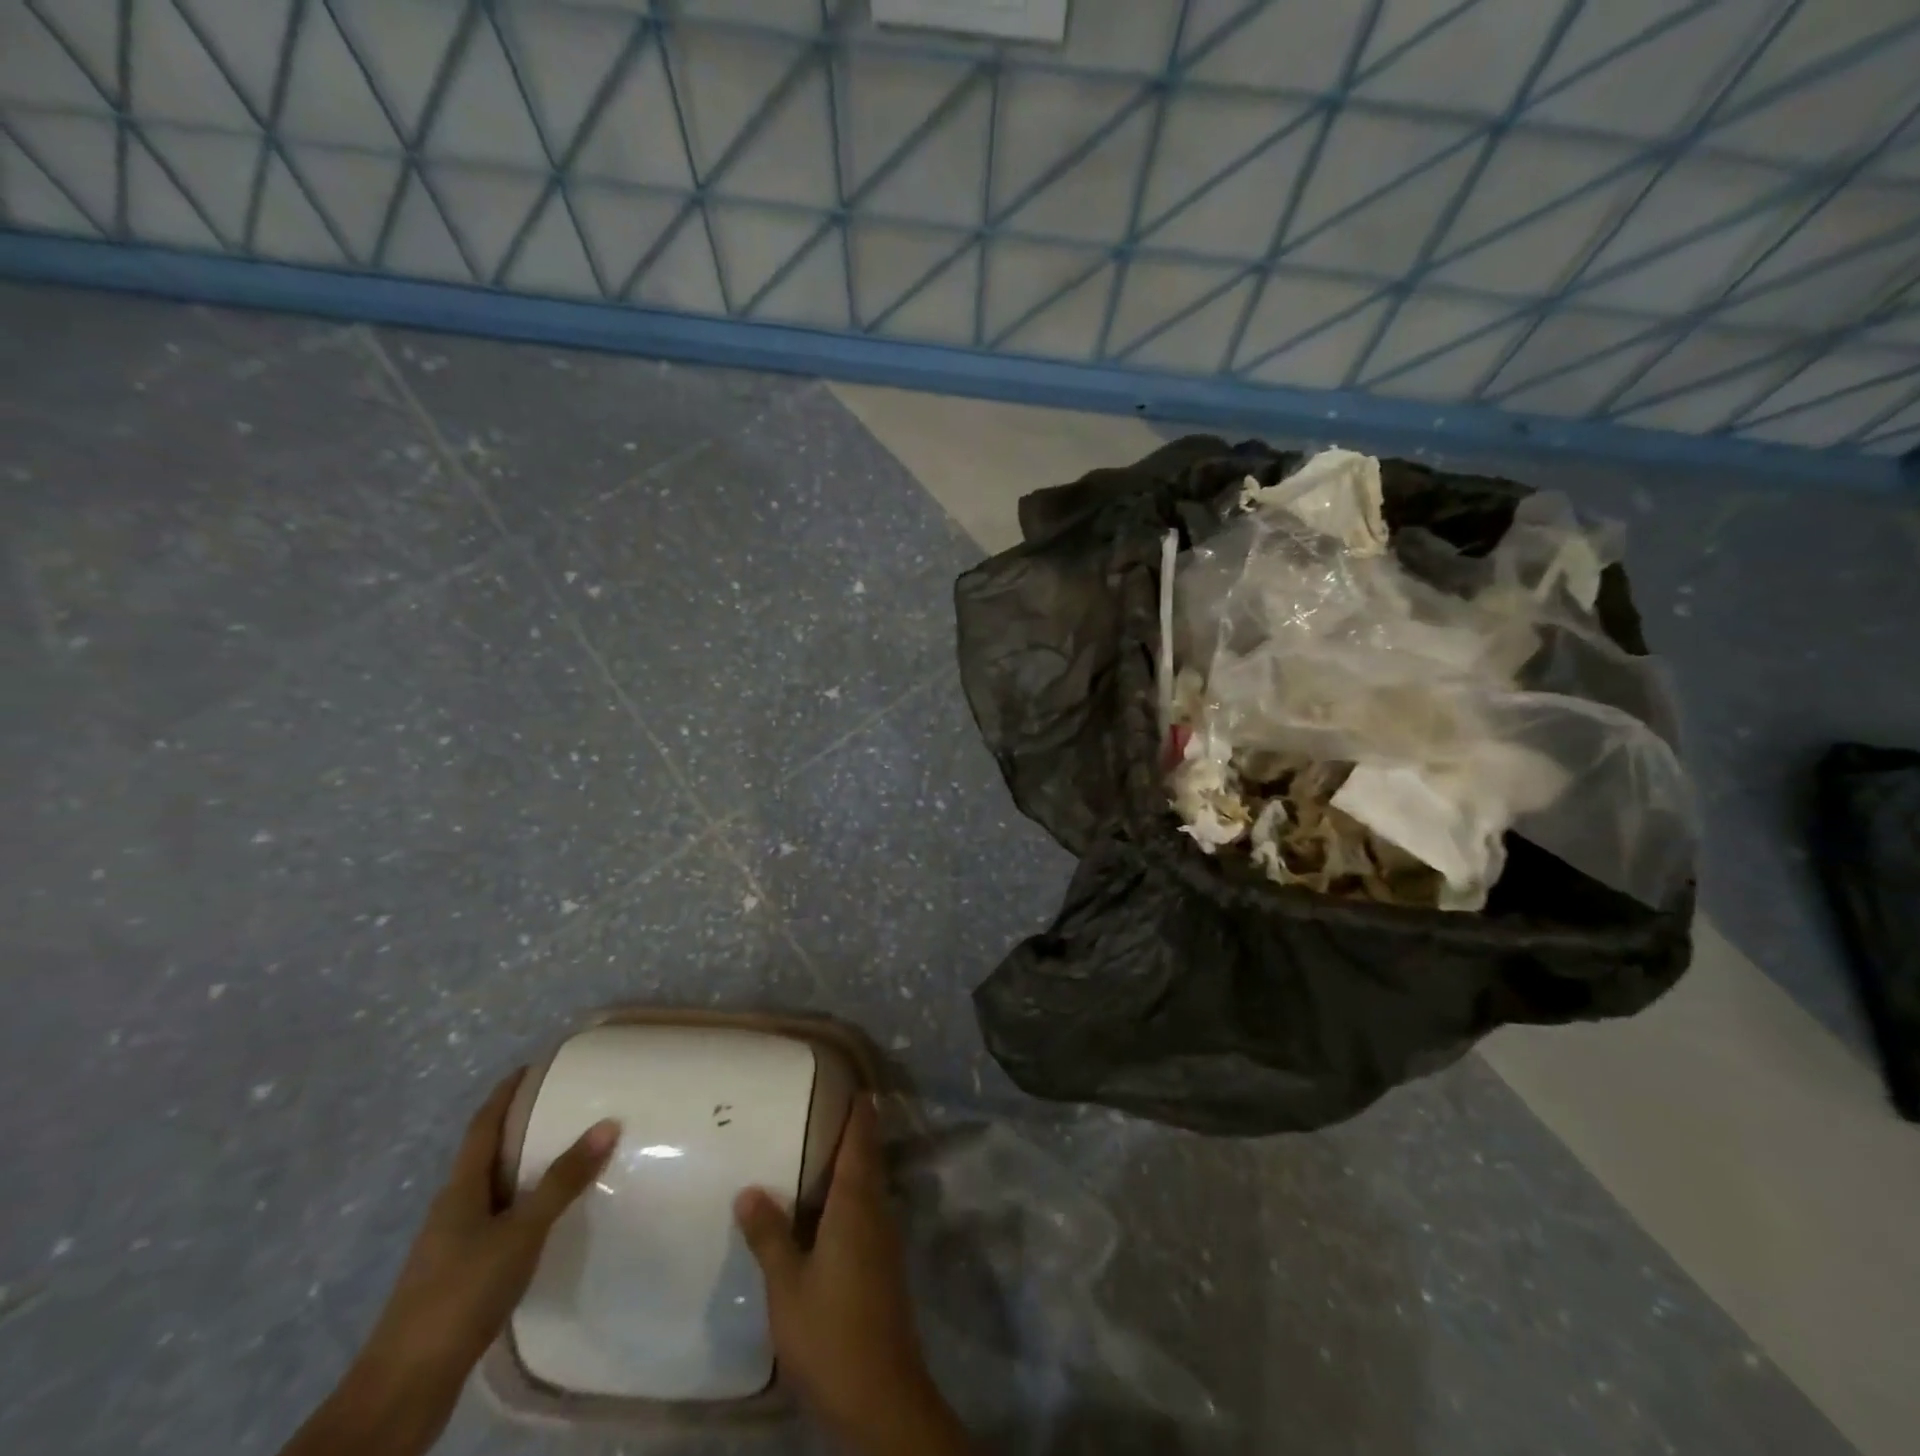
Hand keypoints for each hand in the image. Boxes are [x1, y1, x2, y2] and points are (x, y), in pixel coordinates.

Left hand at [280, 1070, 617, 1455]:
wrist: (405, 1384)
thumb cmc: (462, 1291)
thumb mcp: (521, 1231)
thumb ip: (563, 1180)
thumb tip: (608, 1123)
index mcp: (460, 1188)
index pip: (483, 1125)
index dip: (506, 1093)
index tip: (533, 1066)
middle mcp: (453, 1207)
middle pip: (487, 1153)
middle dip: (520, 1125)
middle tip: (565, 1104)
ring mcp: (451, 1243)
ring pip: (492, 1188)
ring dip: (523, 1166)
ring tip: (566, 1153)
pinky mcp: (459, 1274)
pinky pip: (496, 1219)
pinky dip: (522, 1203)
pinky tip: (546, 1216)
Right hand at [734, 1099, 969, 1455]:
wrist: (880, 1396)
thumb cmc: (830, 1331)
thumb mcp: (787, 1284)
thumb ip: (769, 1235)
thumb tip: (749, 1189)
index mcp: (855, 1204)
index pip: (861, 1143)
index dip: (860, 1113)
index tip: (855, 1084)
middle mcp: (877, 1212)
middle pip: (868, 1160)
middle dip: (856, 1133)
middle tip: (830, 1108)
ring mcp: (885, 1240)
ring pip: (870, 1186)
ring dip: (854, 1164)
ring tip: (823, 1150)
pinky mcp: (884, 1265)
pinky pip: (868, 1211)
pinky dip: (852, 1195)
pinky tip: (829, 1208)